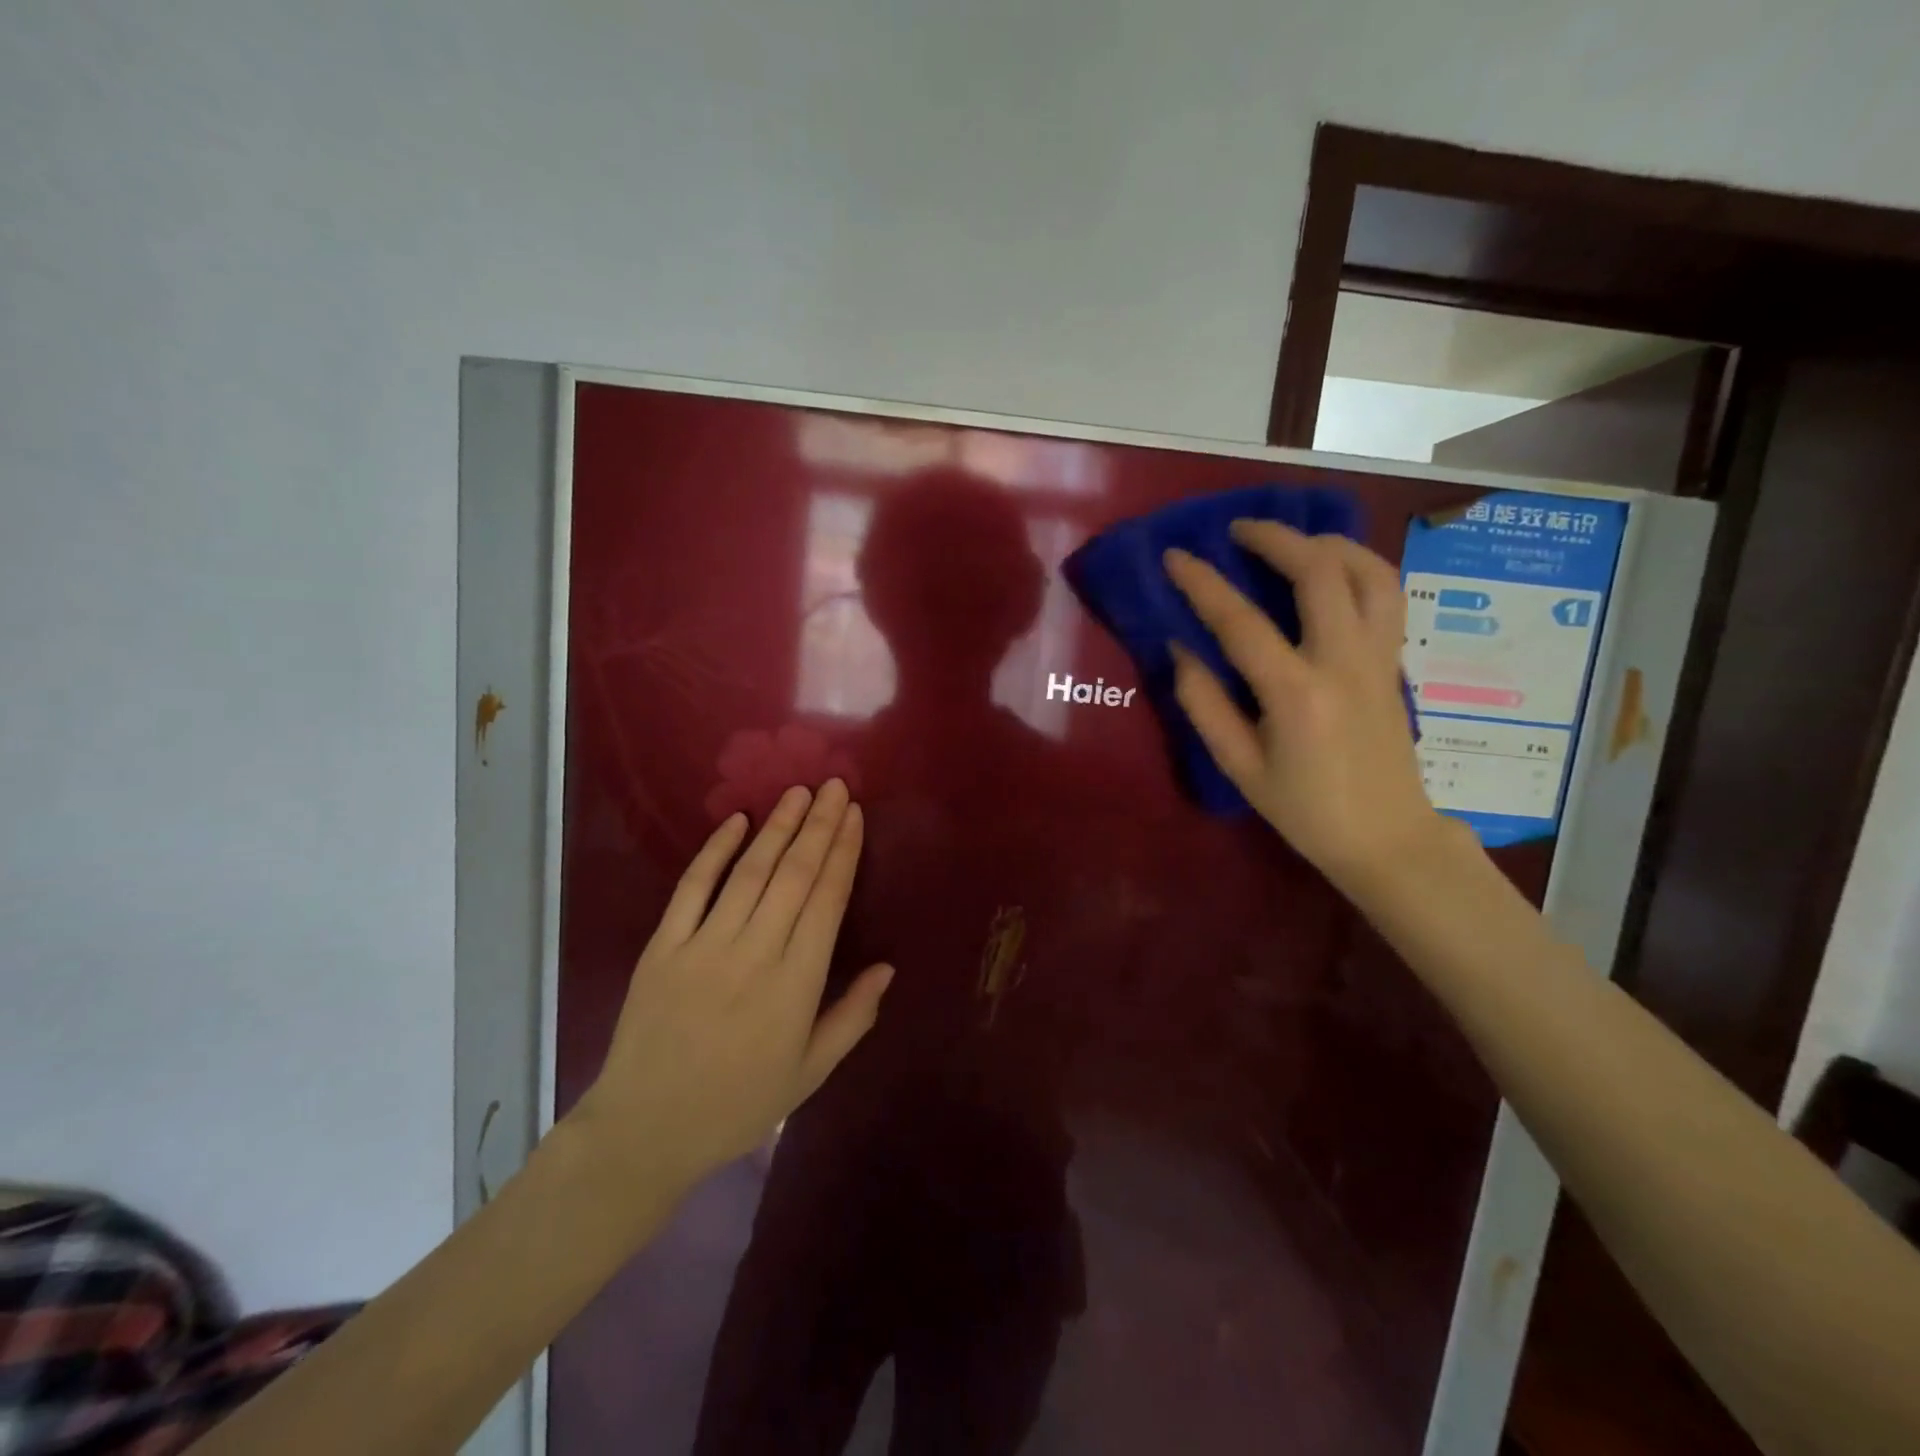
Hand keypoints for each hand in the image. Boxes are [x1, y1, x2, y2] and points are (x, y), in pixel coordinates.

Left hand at [568, 779, 892, 1202]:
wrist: (645, 1130)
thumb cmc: (738, 1104)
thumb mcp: (810, 1074)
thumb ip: (853, 1017)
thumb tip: (887, 967)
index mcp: (795, 985)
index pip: (827, 901)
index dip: (843, 853)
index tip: (855, 816)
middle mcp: (754, 953)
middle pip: (793, 875)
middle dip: (819, 826)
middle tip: (835, 786)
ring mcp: (703, 946)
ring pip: (749, 872)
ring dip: (777, 827)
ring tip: (799, 793)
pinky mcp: (663, 946)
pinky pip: (692, 888)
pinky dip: (714, 851)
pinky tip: (735, 820)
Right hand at [1163, 520, 1447, 886]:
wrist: (1387, 837)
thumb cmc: (1304, 810)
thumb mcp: (1239, 768)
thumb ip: (1204, 705)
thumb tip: (1181, 649)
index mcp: (1296, 693)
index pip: (1241, 621)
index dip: (1203, 583)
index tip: (1176, 556)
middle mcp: (1343, 662)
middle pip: (1318, 572)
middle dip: (1276, 538)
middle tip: (1239, 529)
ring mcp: (1378, 657)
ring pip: (1368, 572)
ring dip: (1328, 543)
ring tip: (1294, 539)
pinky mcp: (1395, 662)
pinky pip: (1386, 595)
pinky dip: (1359, 567)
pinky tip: (1333, 571)